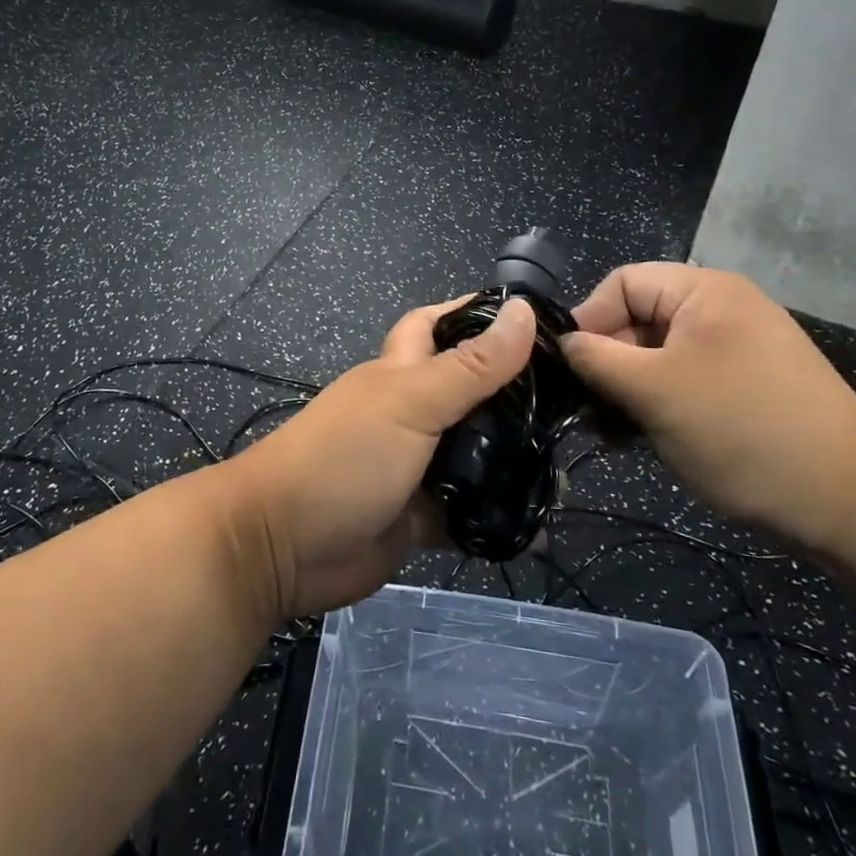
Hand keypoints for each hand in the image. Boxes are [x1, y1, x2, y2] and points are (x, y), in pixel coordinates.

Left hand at [227, 297, 536, 619]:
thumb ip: (470, 366)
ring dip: (513, 460)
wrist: (281, 546)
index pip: (441, 325)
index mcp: (402, 372)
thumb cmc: (343, 457)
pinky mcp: (421, 517)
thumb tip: (522, 309)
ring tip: (567, 466)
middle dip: (513, 394)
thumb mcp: (410, 403)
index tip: (537, 318)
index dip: (479, 314)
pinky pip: (469, 512)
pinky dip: (498, 517)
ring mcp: (417, 466)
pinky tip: (541, 526)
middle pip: (470, 392)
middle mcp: (412, 413)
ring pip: (475, 454)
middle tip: (574, 403)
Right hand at [561, 263, 855, 558]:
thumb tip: (561, 343)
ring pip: (656, 356)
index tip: (568, 371)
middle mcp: (721, 310)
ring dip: (626, 391)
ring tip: (609, 433)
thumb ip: (597, 360)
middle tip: (586, 411)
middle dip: (606, 363)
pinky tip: (638, 440)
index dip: (588, 321)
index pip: (621, 284)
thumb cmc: (743, 431)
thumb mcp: (655, 392)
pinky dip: (655, 404)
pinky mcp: (744, 388)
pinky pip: (683, 381)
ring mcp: (736, 351)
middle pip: (638, 320)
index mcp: (705, 292)